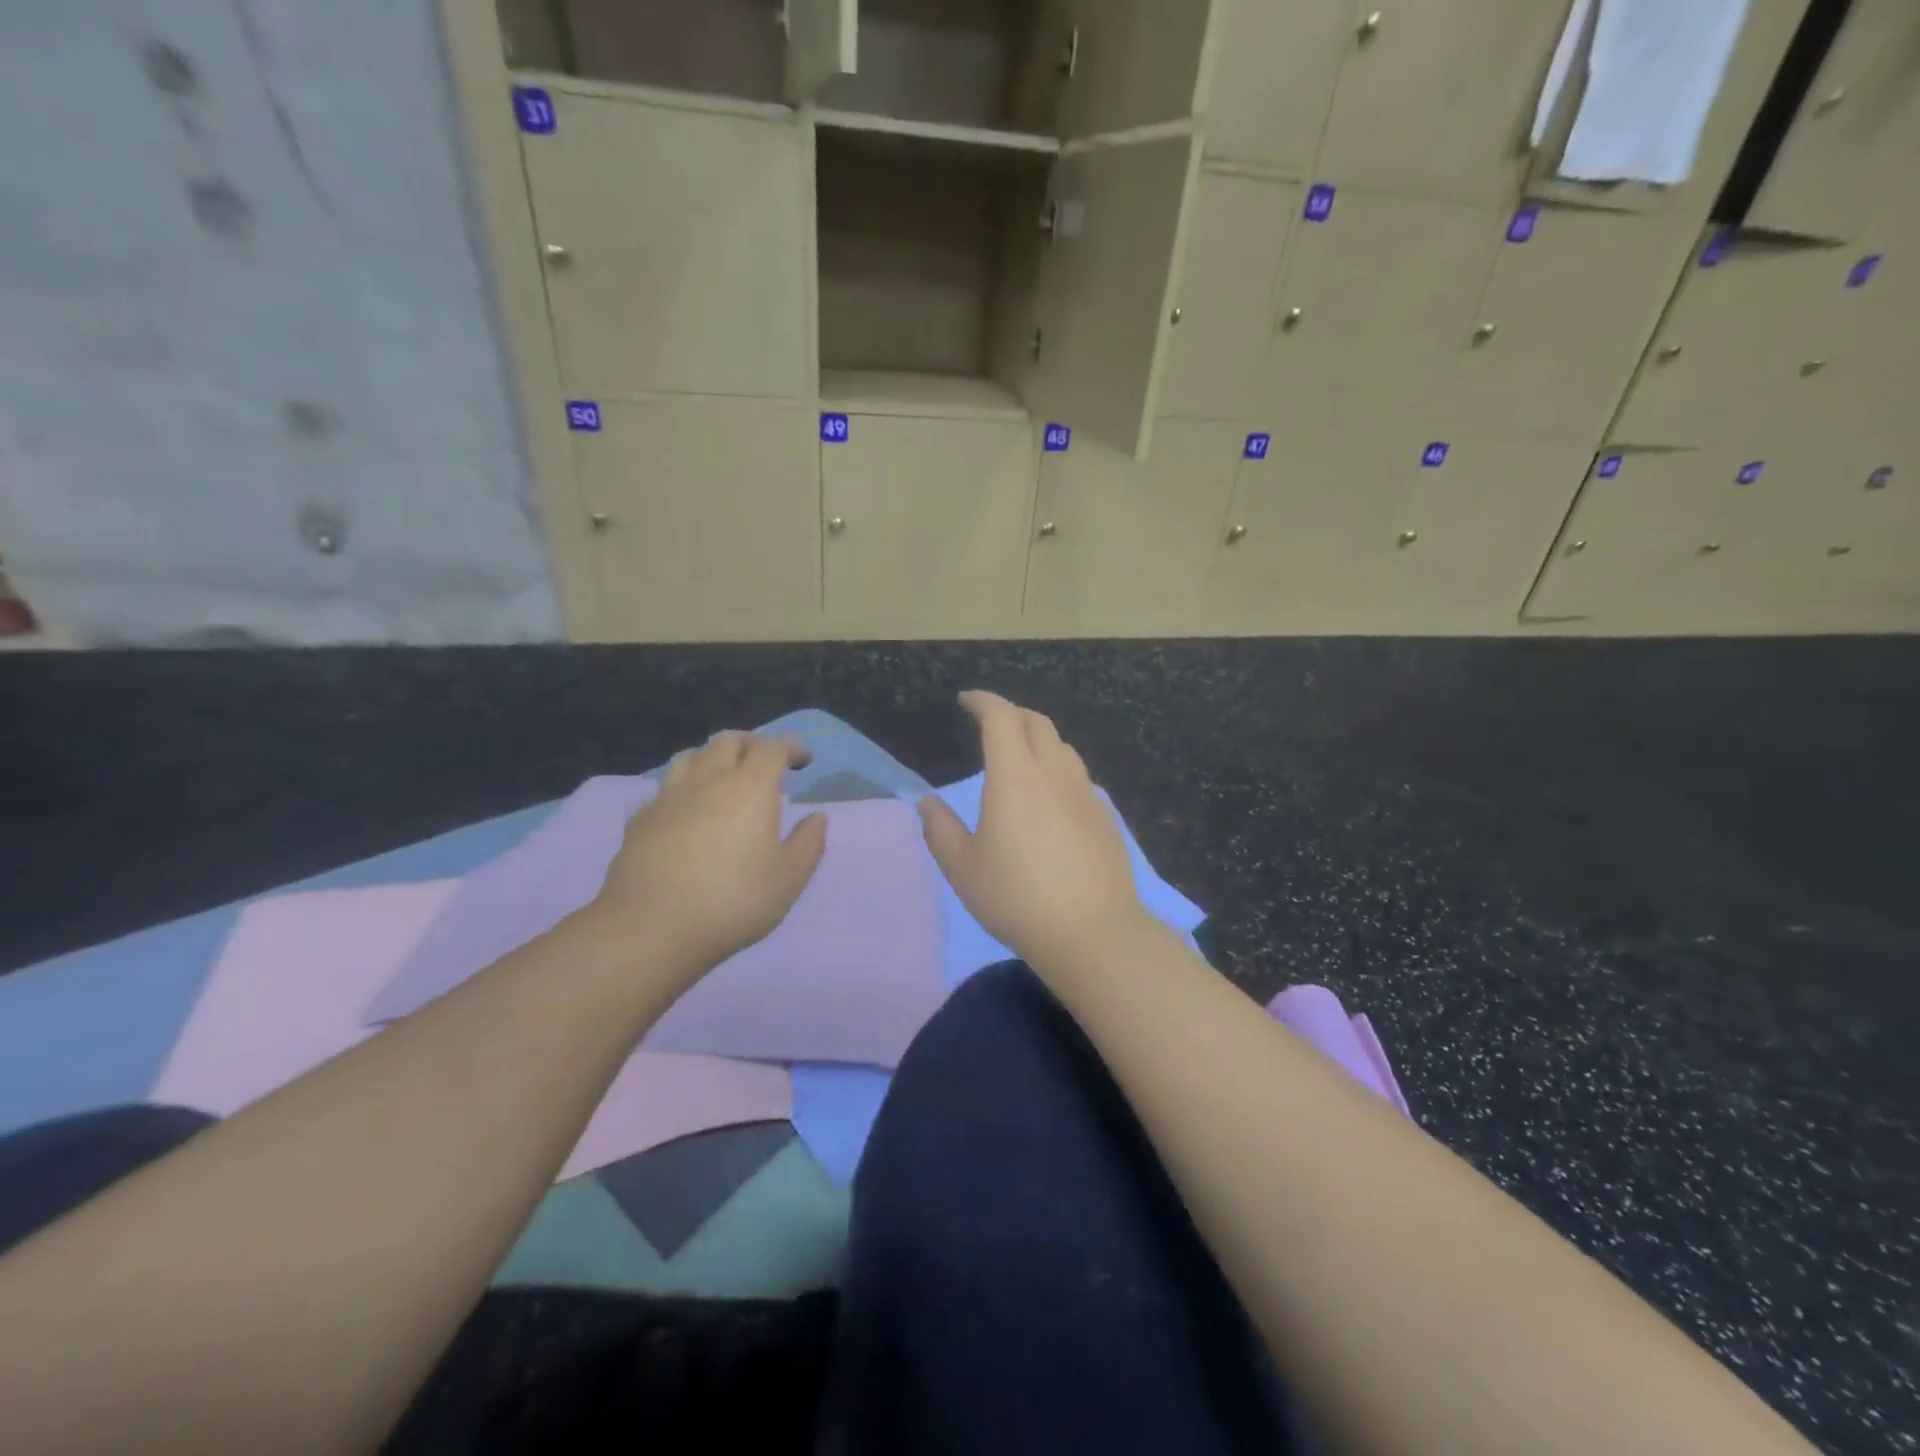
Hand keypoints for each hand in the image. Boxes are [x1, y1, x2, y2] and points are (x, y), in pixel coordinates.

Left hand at [590, 732, 826, 987]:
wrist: (650, 928)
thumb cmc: (732, 901)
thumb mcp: (788, 879)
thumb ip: (808, 843)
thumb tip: (816, 817)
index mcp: (750, 788)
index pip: (772, 748)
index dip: (790, 748)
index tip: (803, 761)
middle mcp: (708, 780)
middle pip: (730, 740)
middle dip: (753, 744)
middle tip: (767, 762)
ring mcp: (669, 797)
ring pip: (692, 755)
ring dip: (714, 757)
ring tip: (725, 776)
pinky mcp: (640, 819)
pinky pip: (666, 788)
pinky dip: (685, 787)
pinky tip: (687, 811)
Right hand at [918, 691, 1144, 973]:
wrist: (1092, 931)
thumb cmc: (1016, 897)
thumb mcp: (963, 868)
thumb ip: (940, 829)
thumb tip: (927, 802)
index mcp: (1015, 775)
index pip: (1001, 717)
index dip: (982, 701)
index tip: (965, 700)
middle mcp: (1054, 773)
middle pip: (1037, 723)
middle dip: (1011, 713)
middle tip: (991, 724)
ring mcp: (1085, 793)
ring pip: (1062, 747)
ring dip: (1039, 739)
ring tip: (1021, 757)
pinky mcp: (1105, 816)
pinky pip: (1078, 777)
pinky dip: (1058, 770)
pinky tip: (1051, 798)